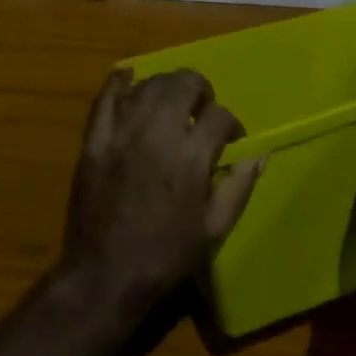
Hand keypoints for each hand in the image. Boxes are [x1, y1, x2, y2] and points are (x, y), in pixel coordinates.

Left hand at [58, 69, 264, 315]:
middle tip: (201, 110)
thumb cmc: (166, 256)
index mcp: (191, 156)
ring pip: (149, 85)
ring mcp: (123, 132)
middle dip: (200, 90)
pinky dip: (119, 82)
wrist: (104, 276)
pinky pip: (106, 97)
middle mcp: (158, 133)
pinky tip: (129, 79)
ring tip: (171, 102)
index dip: (230, 123)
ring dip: (166, 86)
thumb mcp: (214, 229)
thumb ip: (238, 186)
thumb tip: (259, 154)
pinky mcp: (96, 139)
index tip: (230, 138)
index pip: (219, 116)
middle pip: (183, 84)